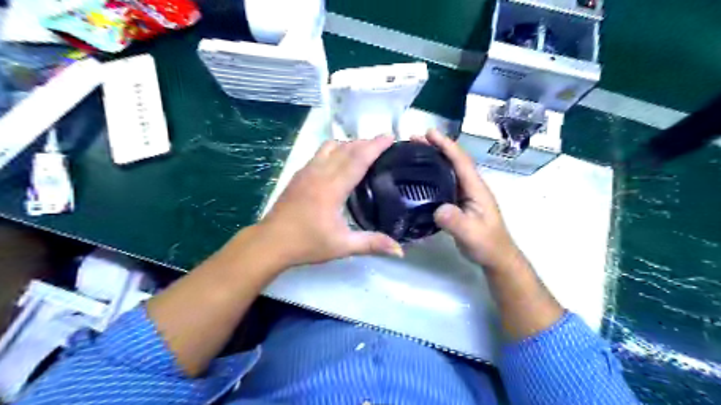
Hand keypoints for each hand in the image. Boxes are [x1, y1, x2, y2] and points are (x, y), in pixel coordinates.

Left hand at [258, 134, 403, 268]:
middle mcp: (319, 173)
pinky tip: (338, 161)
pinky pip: (320, 153)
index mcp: (331, 188)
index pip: (357, 160)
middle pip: (346, 149)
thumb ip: (372, 244)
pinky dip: (335, 150)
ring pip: (330, 147)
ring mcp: (306, 172)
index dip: (375, 146)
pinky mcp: (298, 175)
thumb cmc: (307, 243)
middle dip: (366, 142)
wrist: (270, 242)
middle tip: (382, 143)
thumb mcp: (342, 246)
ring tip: (362, 150)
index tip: (390, 136)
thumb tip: (400, 251)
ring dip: (349, 144)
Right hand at [411, 128, 523, 268]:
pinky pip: (443, 182)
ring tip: (413, 152)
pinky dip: (431, 174)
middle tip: (413, 139)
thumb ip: (457, 222)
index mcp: (476, 188)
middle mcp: (470, 186)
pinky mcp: (457, 202)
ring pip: (447, 170)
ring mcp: (464, 194)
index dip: (446, 145)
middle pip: (453, 161)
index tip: (429, 133)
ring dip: (432, 158)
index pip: (461, 161)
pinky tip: (419, 176)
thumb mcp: (472, 234)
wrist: (495, 257)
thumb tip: (438, 209)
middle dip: (436, 147)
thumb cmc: (487, 244)